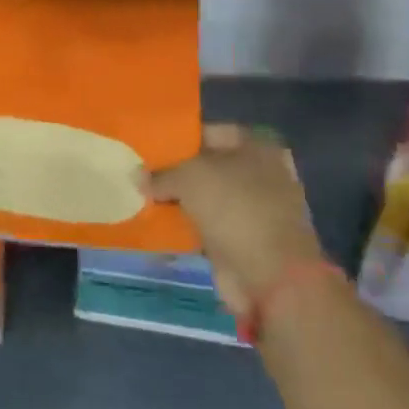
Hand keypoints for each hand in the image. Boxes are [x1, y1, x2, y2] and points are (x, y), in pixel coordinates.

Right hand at [149, 124, 325, 315]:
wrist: (271, 276)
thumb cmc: (235, 209)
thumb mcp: (189, 177)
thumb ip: (160, 173)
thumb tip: (137, 176)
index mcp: (256, 147)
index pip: (207, 132)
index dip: (177, 137)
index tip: (147, 145)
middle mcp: (258, 174)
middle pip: (206, 165)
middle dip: (174, 170)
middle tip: (138, 171)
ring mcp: (252, 209)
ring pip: (204, 197)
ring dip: (177, 199)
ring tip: (139, 195)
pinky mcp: (242, 239)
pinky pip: (205, 224)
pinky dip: (184, 225)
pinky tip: (155, 222)